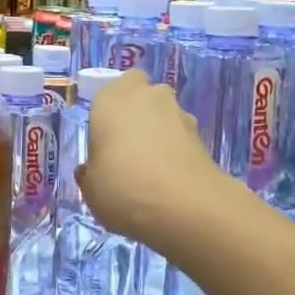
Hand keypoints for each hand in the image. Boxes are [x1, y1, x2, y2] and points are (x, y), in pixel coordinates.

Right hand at [79, 70, 225, 244]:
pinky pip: (183, 139)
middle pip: (144, 96)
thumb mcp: (90, 187)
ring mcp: (181, 114)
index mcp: (112, 98)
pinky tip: (169, 180)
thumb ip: (90, 171)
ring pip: (166, 116)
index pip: (114, 86)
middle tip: (128, 147)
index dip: (112, 107)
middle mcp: (148, 96)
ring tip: (151, 169)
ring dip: (160, 133)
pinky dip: (177, 152)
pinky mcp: (204, 138)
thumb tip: (92, 170)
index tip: (106, 132)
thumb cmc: (122, 186)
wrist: (185, 208)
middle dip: (139, 114)